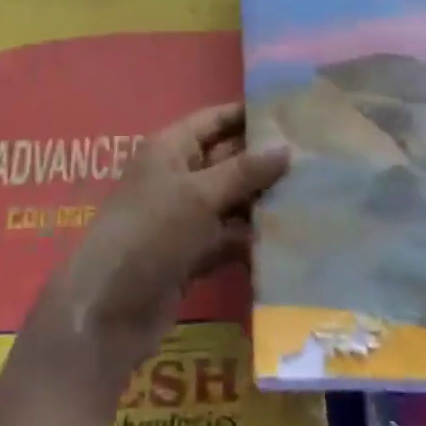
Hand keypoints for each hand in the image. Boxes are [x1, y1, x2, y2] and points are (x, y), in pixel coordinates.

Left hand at [31, 104, 288, 395]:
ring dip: (264, 202)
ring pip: (231, 201)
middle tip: (317, 159)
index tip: (294, 114)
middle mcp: (176, 177)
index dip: (250, 116)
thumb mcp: (198, 195)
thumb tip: (286, 147)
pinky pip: (228, 237)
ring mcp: (183, 218)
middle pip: (227, 160)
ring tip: (316, 197)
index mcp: (170, 149)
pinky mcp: (191, 255)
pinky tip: (291, 239)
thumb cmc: (150, 234)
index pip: (215, 120)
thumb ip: (243, 172)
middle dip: (265, 162)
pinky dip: (252, 239)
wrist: (108, 310)